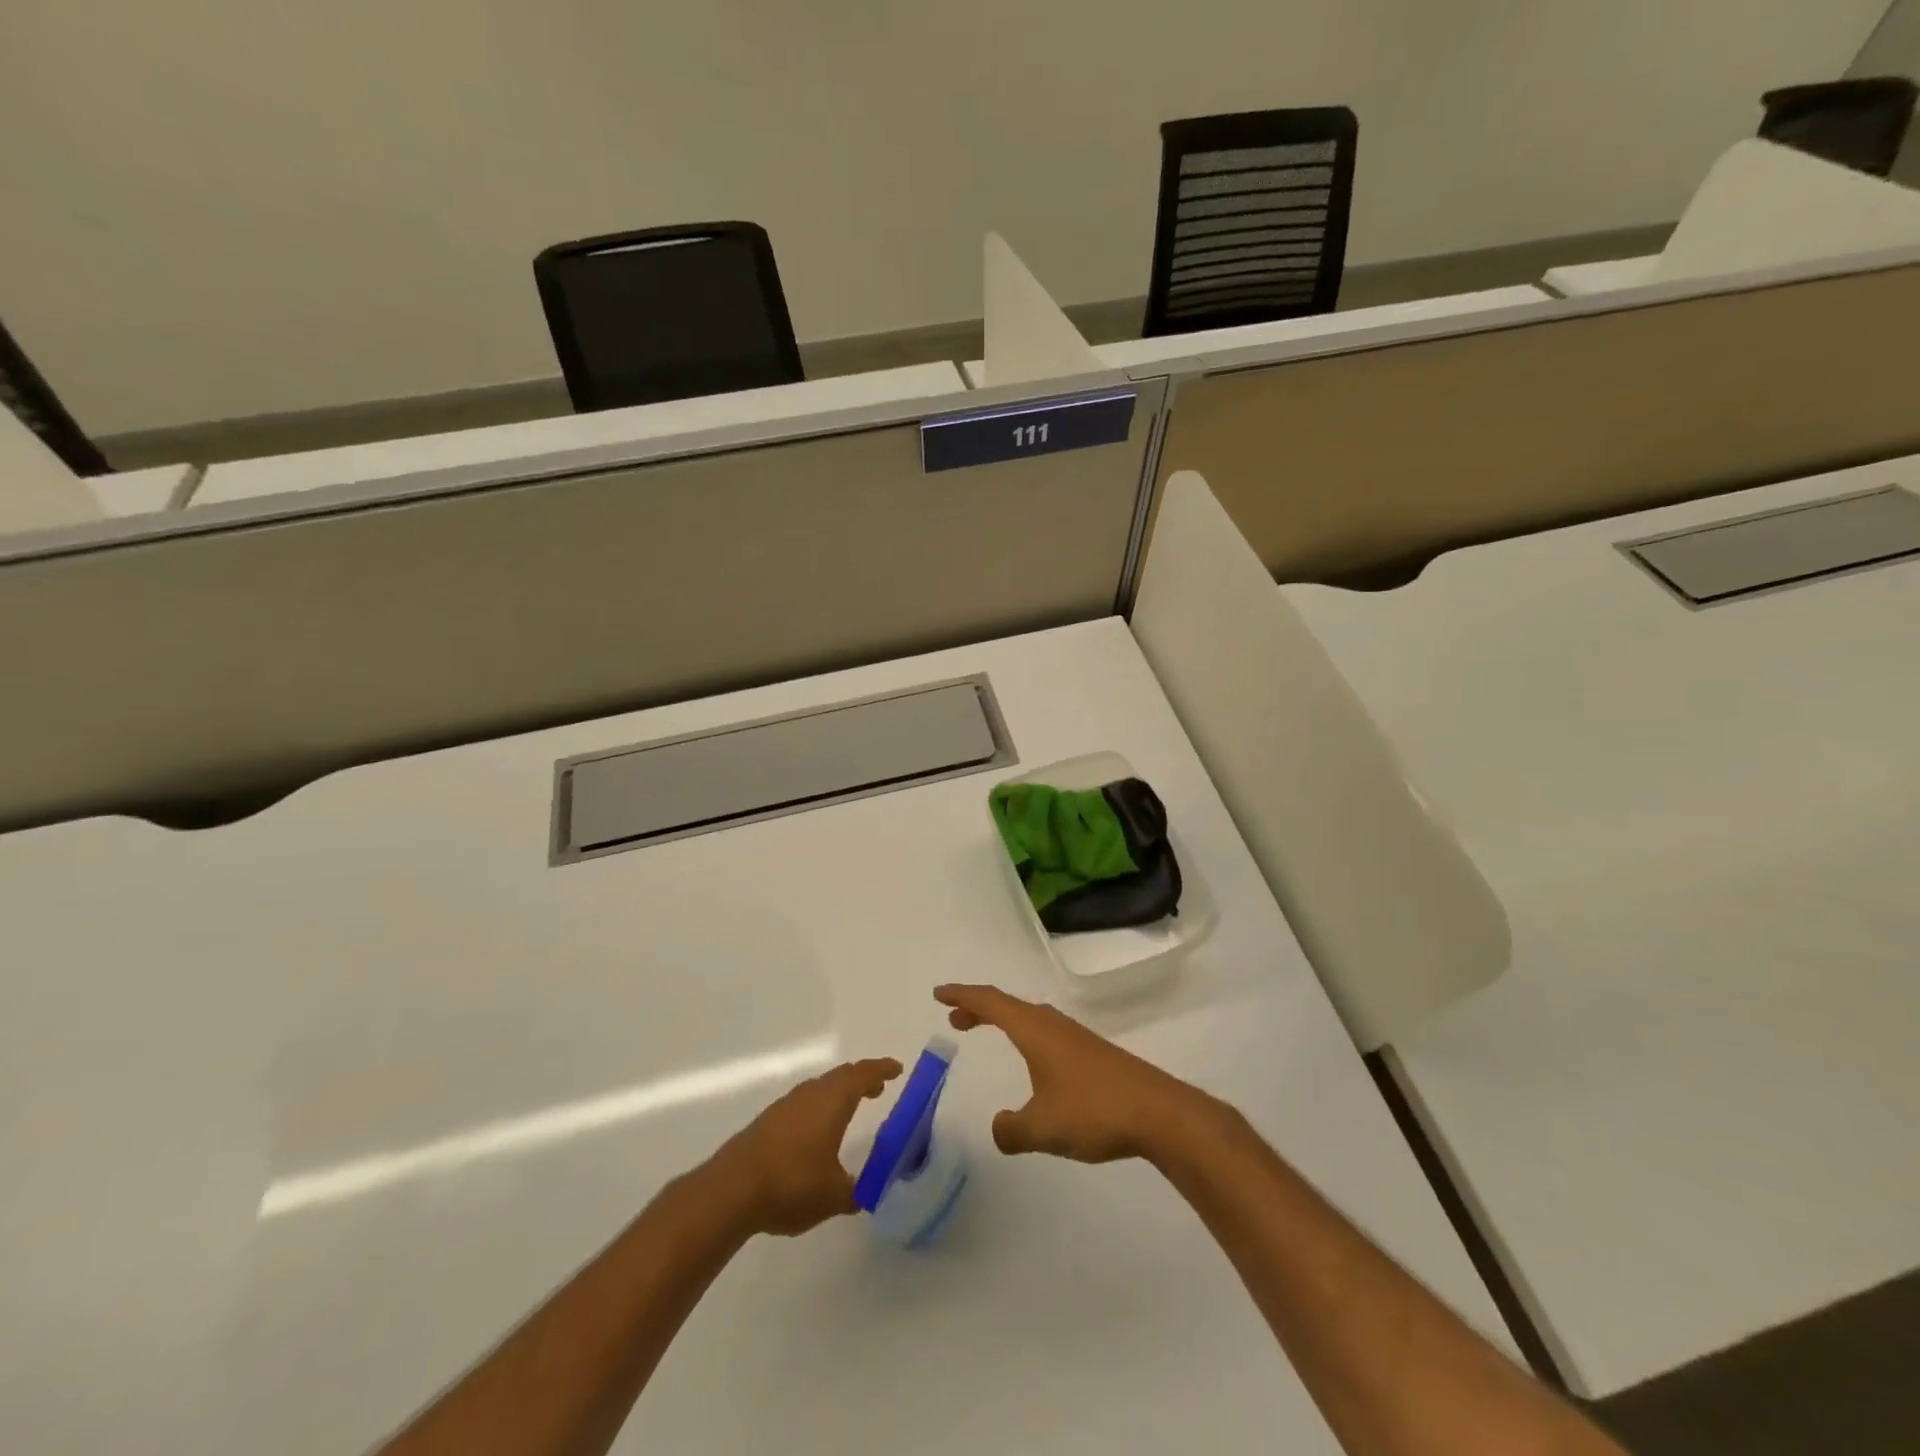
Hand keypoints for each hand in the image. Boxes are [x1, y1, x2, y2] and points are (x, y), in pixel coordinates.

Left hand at [706, 1058, 902, 1236]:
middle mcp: (811, 1094)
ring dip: (837, 1093)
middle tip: (877, 1088)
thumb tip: (868, 1192)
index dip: (881, 1069)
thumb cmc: (792, 1184)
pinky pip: (802, 1103)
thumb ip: (855, 1192)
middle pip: (840, 1077)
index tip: (896, 1069)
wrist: (731, 1190)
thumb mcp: (834, 1196)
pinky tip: (815, 1133)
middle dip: (861, 1079)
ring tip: (849, 1109)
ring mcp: (786, 1106)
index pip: (863, 1074)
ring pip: (819, 1088)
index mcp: (833, 1101)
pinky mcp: (767, 1122)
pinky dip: (818, 1108)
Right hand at [934, 984, 1219, 1163]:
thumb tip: (999, 1127)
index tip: (939, 994)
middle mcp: (1053, 1026)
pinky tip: (1033, 1063)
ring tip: (987, 1032)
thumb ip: (1011, 1129)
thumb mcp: (1042, 1127)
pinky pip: (1046, 1034)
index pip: (991, 1002)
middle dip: (980, 1008)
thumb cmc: (1094, 1111)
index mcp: (1035, 1031)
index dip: (963, 996)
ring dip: (1004, 1021)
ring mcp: (1076, 1037)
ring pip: (1030, 1019)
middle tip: (956, 1018)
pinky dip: (1026, 1036)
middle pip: (1009, 1006)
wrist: (1159, 1112)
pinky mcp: (1093, 1054)